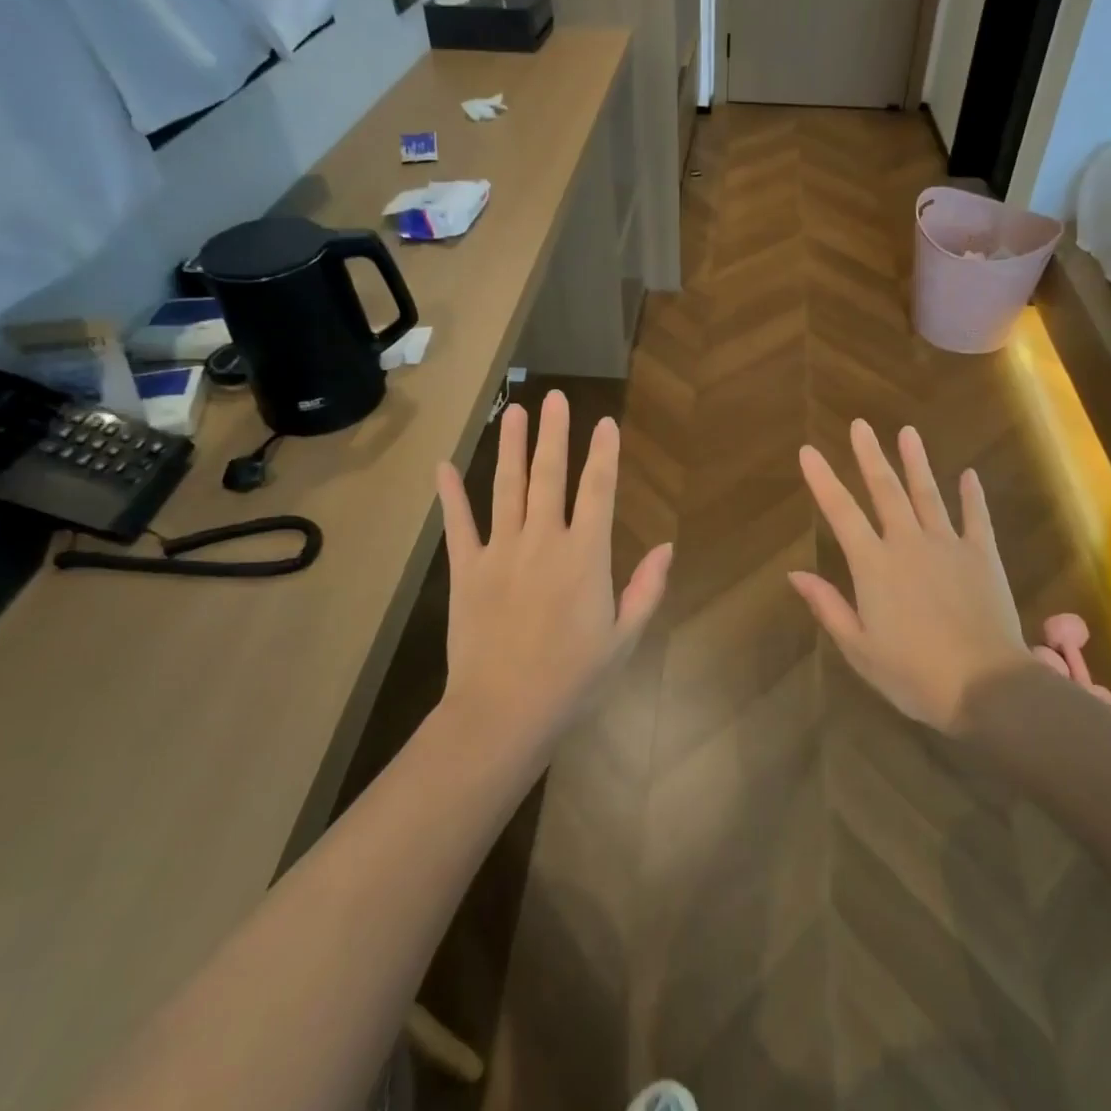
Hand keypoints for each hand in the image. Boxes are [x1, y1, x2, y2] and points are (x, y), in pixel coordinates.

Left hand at [435, 391, 672, 743]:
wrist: (503, 713)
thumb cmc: (573, 679)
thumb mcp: (624, 639)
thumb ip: (646, 588)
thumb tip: (666, 546)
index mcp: (584, 556)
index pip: (598, 491)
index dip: (604, 453)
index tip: (606, 422)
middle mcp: (542, 541)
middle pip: (549, 476)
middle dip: (554, 434)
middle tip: (554, 397)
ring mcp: (500, 552)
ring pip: (506, 488)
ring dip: (511, 447)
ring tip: (515, 412)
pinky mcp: (466, 570)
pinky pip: (459, 525)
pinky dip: (451, 495)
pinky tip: (444, 466)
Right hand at [790, 420, 1108, 732]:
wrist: (986, 687)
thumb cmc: (914, 674)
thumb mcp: (859, 648)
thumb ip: (828, 606)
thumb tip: (794, 574)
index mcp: (874, 565)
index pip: (841, 512)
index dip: (822, 480)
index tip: (808, 451)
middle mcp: (908, 543)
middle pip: (885, 490)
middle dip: (870, 455)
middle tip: (860, 425)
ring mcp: (948, 545)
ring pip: (928, 494)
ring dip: (916, 462)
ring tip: (907, 431)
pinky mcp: (983, 556)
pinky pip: (976, 517)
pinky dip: (972, 495)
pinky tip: (969, 474)